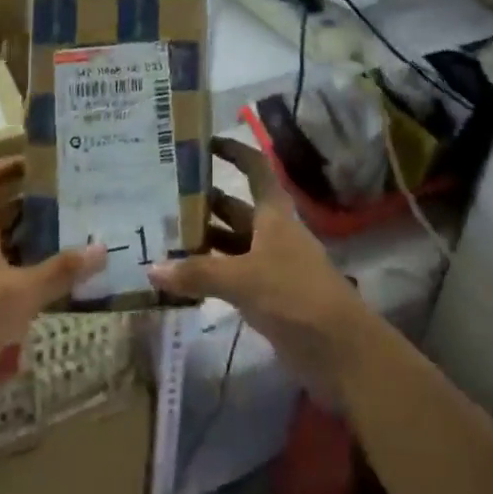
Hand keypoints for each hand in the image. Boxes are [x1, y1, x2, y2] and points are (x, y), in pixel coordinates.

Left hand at [0, 158, 104, 403]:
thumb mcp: (19, 295)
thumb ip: (59, 272)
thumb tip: (103, 247)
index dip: (6, 166)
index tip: (39, 164)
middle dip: (30, 209)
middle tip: (70, 206)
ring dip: (26, 248)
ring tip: (66, 247)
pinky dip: (16, 284)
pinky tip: (43, 299)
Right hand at [147, 139, 371, 402]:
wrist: (340, 349)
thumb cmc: (295, 296)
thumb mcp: (243, 280)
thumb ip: (198, 273)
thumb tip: (152, 269)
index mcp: (273, 213)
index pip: (254, 168)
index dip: (234, 151)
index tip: (204, 143)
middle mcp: (272, 232)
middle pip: (236, 207)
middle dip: (205, 202)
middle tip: (163, 199)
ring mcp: (271, 264)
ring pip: (232, 243)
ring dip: (204, 241)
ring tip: (163, 238)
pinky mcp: (269, 296)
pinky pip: (233, 275)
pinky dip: (211, 274)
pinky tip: (183, 280)